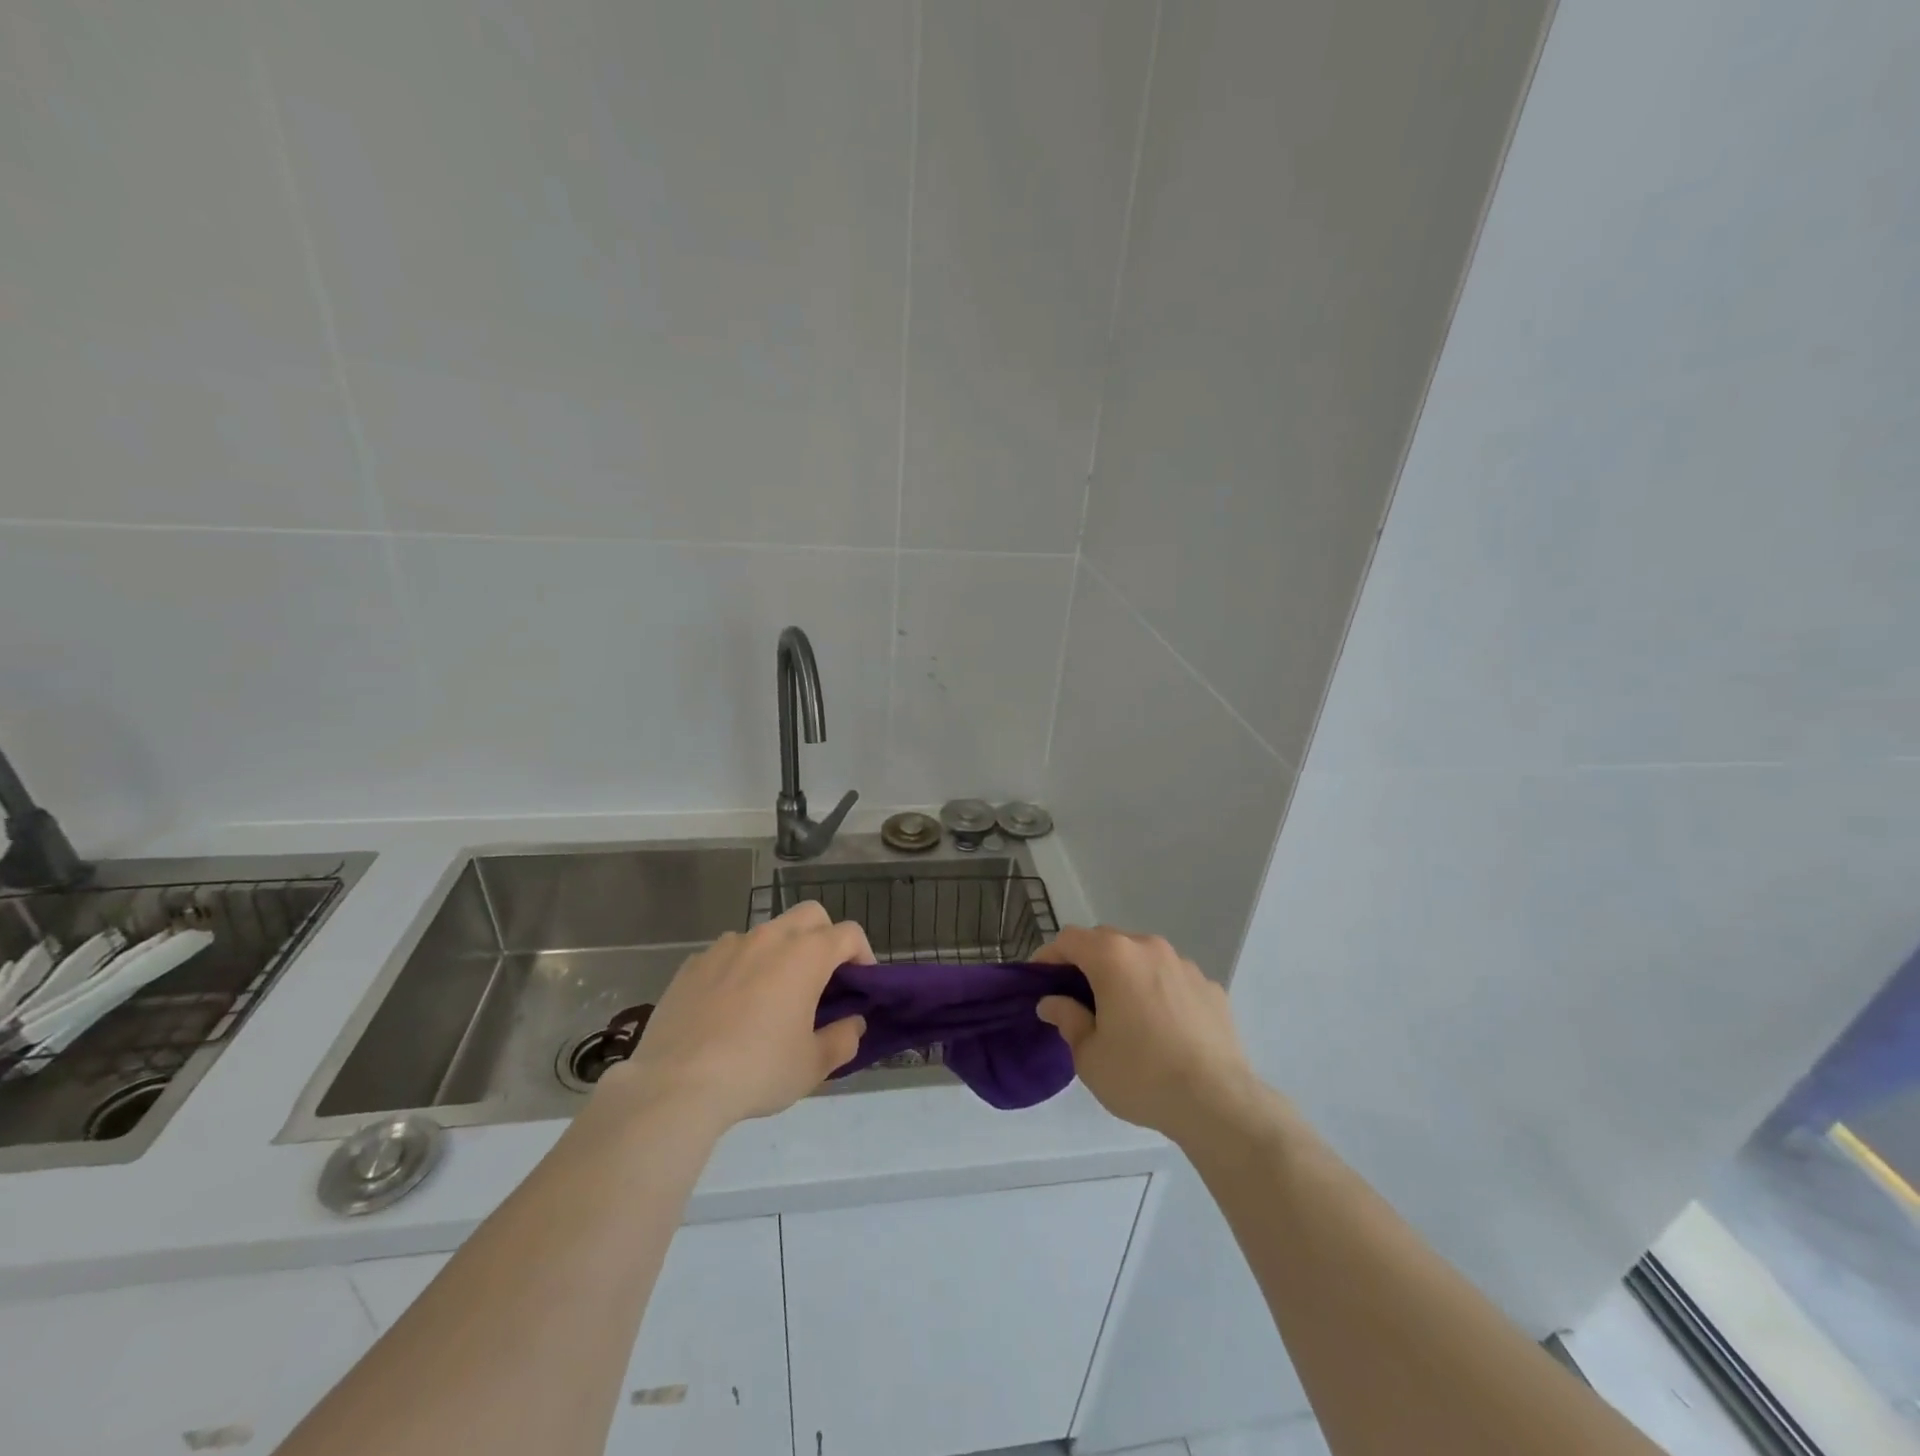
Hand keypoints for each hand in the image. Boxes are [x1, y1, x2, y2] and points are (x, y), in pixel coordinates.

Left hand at [605, 902, 870, 1130]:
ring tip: (771, 995)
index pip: (848, 933)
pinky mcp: (693, 964)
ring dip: (779, 952)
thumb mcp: (813, 1065)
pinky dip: (739, 968)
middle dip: (824, 937)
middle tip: (822, 978)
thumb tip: (853, 1023)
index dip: (862, 954)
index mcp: (805, 955)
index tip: (860, 984)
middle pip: (809, 915)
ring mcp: (726, 946)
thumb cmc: (757, 1071)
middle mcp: (768, 938)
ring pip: (766, 932)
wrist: (676, 1085)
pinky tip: (729, 1007)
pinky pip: (727, 954)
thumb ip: (843, 1039)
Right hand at [1035, 925, 1260, 1143]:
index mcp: (1114, 957)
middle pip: (1106, 941)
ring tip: (1122, 1012)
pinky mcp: (1210, 987)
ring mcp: (1184, 965)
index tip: (1040, 982)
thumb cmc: (1141, 1075)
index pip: (1070, 939)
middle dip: (1087, 962)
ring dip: (1125, 974)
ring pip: (1142, 957)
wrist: (1217, 1102)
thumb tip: (1053, 1002)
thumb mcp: (1089, 1055)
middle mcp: (1149, 948)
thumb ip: (1067, 1019)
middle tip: (1077, 998)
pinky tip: (1161, 1027)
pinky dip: (1158, 991)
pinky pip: (1172, 978)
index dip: (1049, 956)